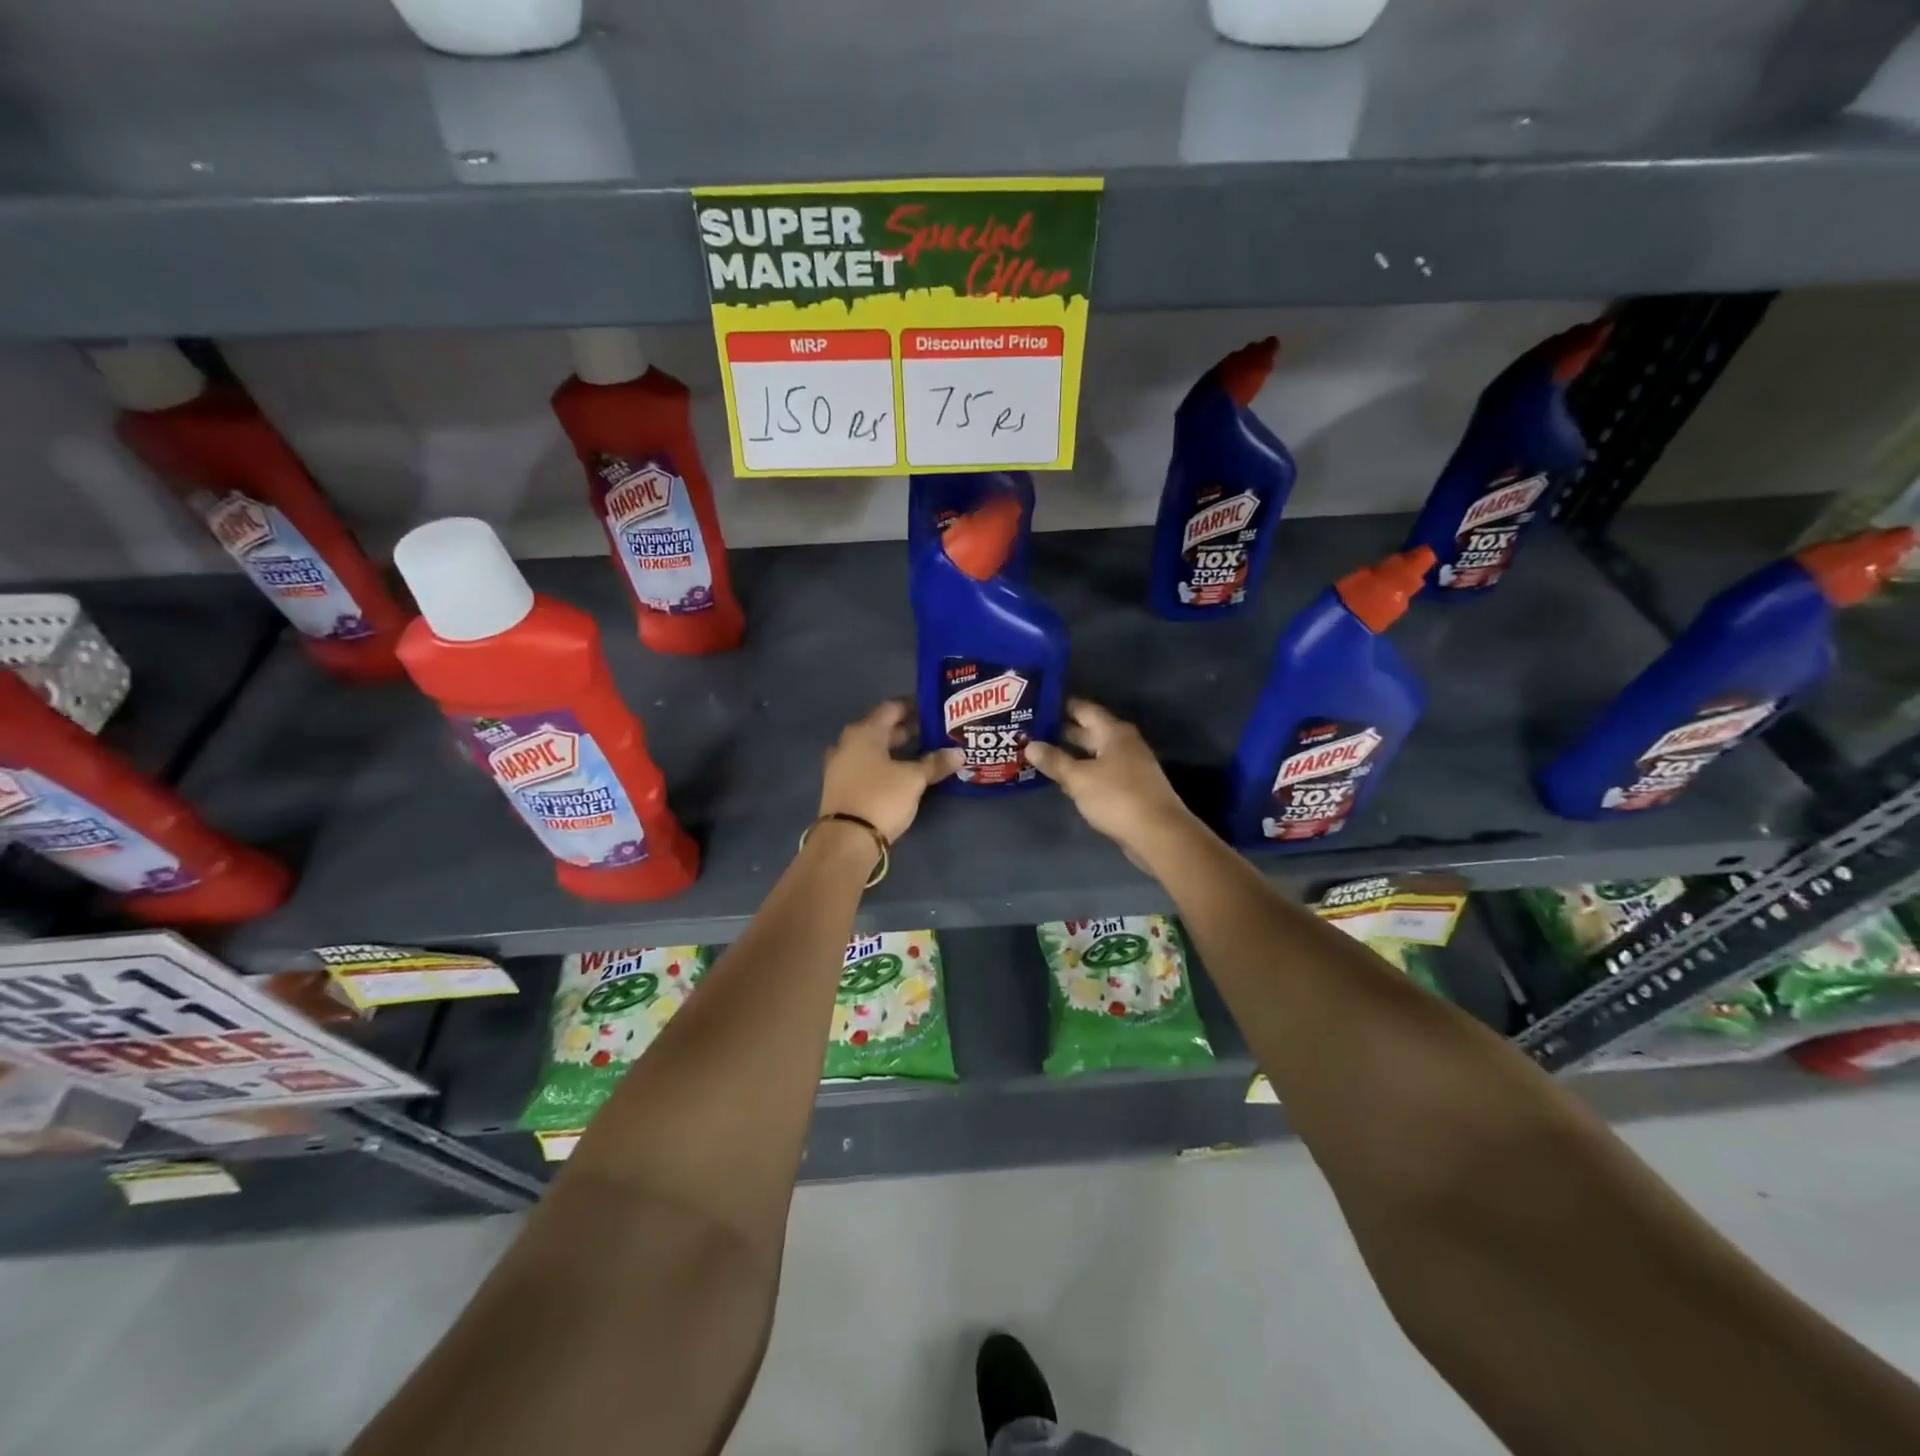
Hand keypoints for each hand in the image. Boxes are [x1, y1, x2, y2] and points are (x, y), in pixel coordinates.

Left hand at [818, 700, 961, 841]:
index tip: (934, 708)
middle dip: (908, 730)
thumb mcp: (913, 779)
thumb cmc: (881, 798)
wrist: (846, 840)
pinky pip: (867, 767)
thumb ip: (935, 763)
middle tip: (934, 732)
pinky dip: (885, 765)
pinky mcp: (841, 787)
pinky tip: (903, 774)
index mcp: (864, 732)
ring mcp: (841, 766)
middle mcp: (848, 743)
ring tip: (923, 753)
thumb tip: (959, 753)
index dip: (914, 706)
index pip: (891, 708)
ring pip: (874, 749)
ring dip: (896, 750)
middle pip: (881, 729)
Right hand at [1024, 699, 1199, 859]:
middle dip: (1060, 732)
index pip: (1083, 709)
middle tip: (1029, 732)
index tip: (1036, 705)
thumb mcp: (1079, 778)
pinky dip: (1082, 773)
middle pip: (1088, 731)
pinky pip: (1100, 772)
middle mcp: (1123, 743)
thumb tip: (1030, 745)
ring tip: (1039, 754)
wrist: (1158, 834)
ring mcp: (1129, 766)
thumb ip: (1054, 761)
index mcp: (1113, 732)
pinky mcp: (1129, 788)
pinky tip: (1063, 780)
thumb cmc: (1117, 797)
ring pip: (1093, 754)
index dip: (1060, 706)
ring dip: (1070, 755)